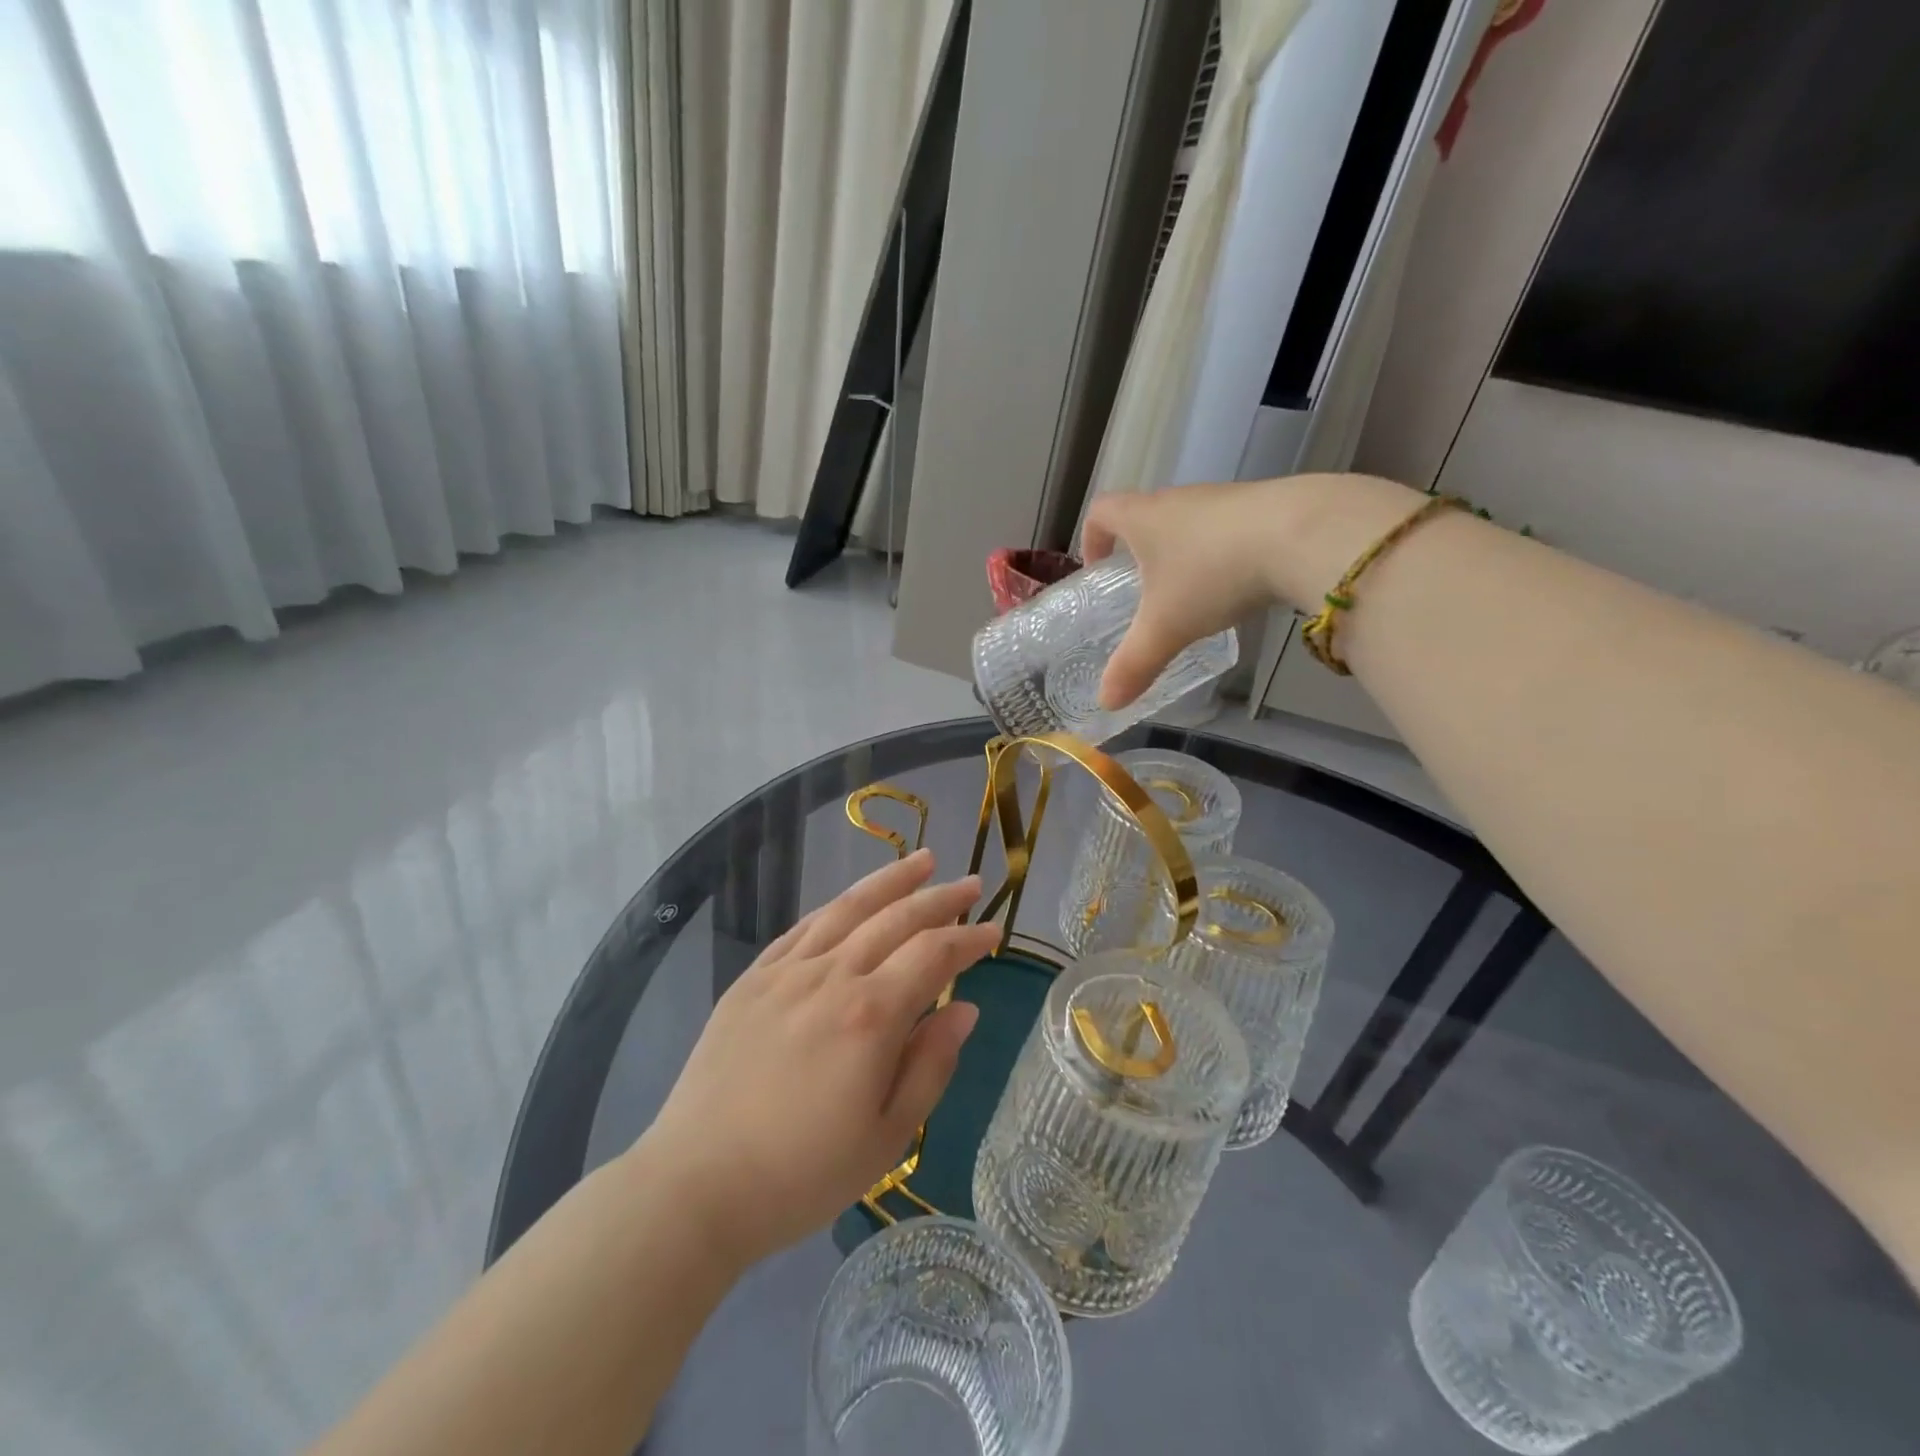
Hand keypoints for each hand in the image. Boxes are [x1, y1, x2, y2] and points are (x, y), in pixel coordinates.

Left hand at [639, 850, 1001, 1267]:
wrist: (697, 1185)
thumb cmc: (802, 1174)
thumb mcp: (888, 1136)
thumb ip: (931, 1064)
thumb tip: (965, 1009)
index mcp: (871, 1015)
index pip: (933, 955)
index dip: (968, 940)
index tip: (994, 931)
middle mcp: (831, 976)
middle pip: (896, 919)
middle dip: (939, 898)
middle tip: (970, 884)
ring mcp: (787, 972)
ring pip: (848, 908)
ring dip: (890, 881)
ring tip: (922, 860)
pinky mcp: (752, 979)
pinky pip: (803, 928)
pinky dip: (836, 907)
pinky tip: (851, 900)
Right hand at [1082, 474, 1430, 706]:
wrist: (1302, 533)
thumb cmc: (1213, 574)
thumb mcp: (1166, 627)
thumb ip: (1134, 665)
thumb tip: (1106, 703)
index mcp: (1144, 518)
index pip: (1102, 511)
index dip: (1092, 537)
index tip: (1098, 567)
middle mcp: (1180, 499)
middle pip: (1147, 514)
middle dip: (1139, 550)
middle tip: (1143, 590)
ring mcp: (1225, 499)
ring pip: (1190, 522)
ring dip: (1183, 551)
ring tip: (1191, 593)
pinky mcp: (1265, 505)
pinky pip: (1229, 528)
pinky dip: (1222, 553)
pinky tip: (1238, 584)